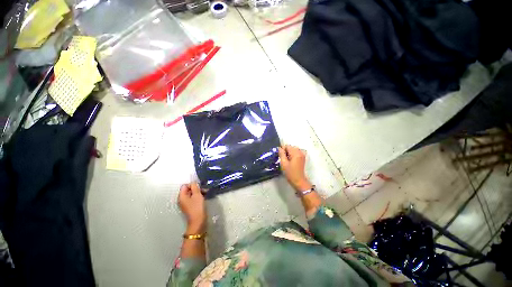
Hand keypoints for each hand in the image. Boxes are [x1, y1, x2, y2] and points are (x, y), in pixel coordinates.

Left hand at [178, 183, 206, 234]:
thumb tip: (193, 182)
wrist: (198, 221)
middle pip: (188, 190)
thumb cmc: (197, 207)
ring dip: (198, 192)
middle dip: (196, 188)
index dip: (192, 185)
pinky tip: (204, 197)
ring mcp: (186, 204)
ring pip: (192, 194)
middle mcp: (182, 199)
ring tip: (206, 193)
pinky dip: (198, 197)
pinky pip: (193, 199)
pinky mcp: (191, 207)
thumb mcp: (197, 195)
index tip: (199, 187)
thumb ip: (195, 187)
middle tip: (204, 190)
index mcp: (181, 196)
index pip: (185, 186)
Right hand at [278, 145, 312, 191]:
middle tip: (283, 159)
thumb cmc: (290, 173)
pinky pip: (296, 153)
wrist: (299, 181)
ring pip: (293, 150)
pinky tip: (291, 160)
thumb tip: (279, 148)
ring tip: (287, 160)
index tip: (280, 156)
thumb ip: (281, 154)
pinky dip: (293, 154)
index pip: (287, 146)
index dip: (282, 150)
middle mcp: (300, 152)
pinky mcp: (303, 158)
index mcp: (295, 153)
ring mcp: (302, 155)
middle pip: (291, 147)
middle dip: (286, 151)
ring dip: (289, 153)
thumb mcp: (284, 163)